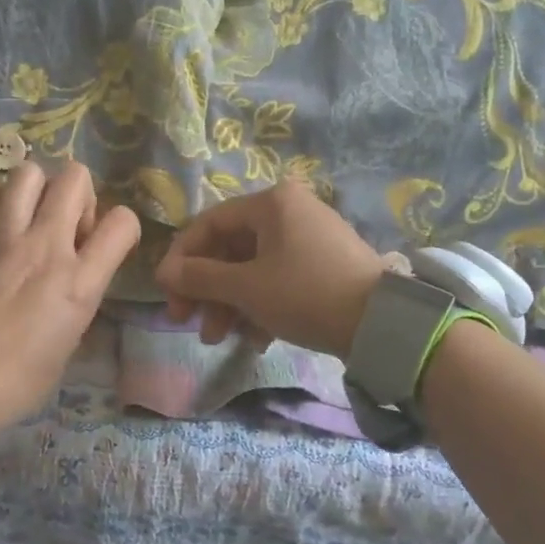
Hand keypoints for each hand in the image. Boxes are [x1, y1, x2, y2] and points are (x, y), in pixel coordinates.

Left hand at [0, 160, 140, 441]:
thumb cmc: (20, 380)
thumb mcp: (70, 340)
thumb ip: (78, 298)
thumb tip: (74, 277)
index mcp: (80, 281)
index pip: (123, 222)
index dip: (122, 226)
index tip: (105, 243)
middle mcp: (45, 248)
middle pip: (74, 178)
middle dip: (78, 193)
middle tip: (64, 222)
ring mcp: (1, 239)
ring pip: (26, 173)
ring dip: (33, 189)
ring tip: (25, 214)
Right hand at [154, 179, 384, 359]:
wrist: (381, 323)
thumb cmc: (304, 293)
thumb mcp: (246, 288)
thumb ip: (199, 278)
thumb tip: (163, 273)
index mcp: (271, 203)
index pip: (209, 224)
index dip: (182, 259)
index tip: (166, 293)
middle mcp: (289, 211)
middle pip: (230, 249)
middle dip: (207, 291)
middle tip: (188, 323)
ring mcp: (309, 238)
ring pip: (253, 269)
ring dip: (230, 304)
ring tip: (220, 340)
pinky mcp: (324, 265)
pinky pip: (279, 279)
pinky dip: (261, 306)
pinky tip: (256, 340)